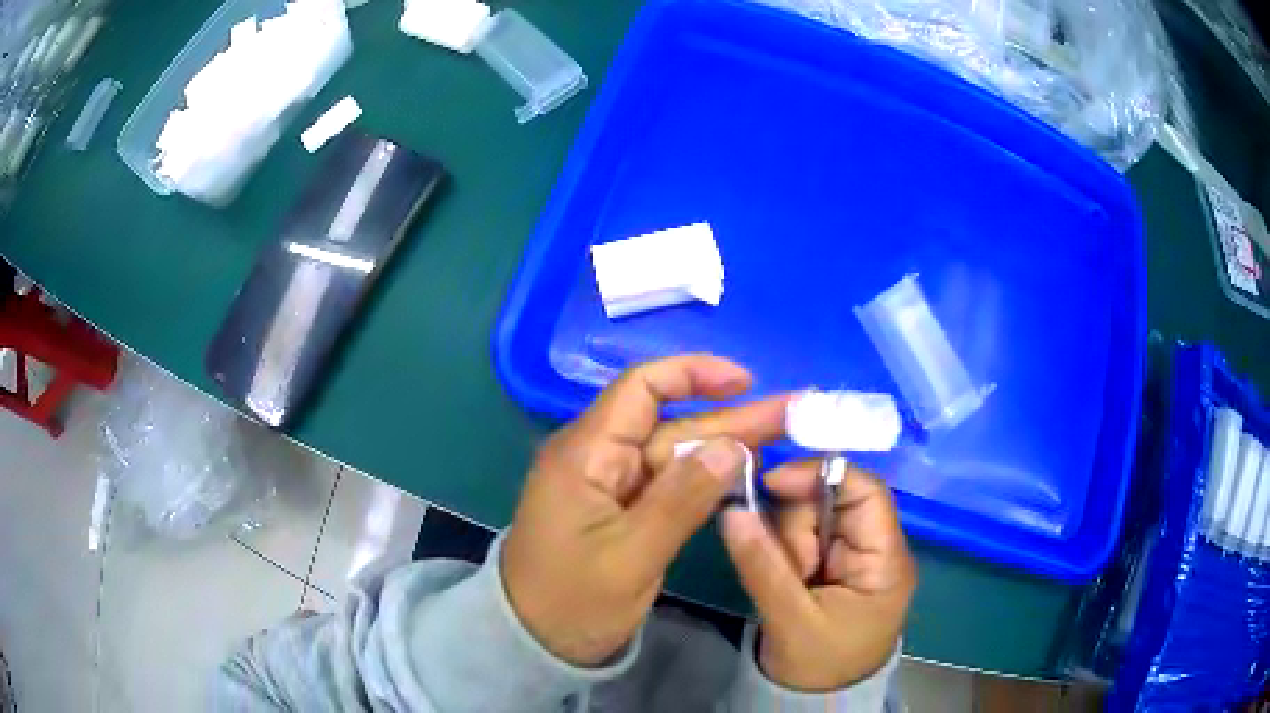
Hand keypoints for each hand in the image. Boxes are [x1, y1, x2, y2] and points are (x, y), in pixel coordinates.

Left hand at [502, 355, 789, 665]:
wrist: (535, 642)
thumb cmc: (573, 601)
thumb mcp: (631, 556)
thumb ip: (682, 499)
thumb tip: (733, 446)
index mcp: (586, 454)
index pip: (641, 389)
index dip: (693, 374)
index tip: (745, 382)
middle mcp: (598, 458)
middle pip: (670, 424)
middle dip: (730, 417)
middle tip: (792, 412)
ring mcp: (611, 485)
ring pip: (674, 454)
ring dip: (725, 445)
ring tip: (782, 433)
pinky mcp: (622, 510)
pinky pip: (668, 483)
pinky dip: (705, 477)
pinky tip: (743, 471)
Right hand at [720, 460, 915, 690]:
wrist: (818, 701)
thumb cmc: (818, 666)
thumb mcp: (789, 620)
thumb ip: (762, 564)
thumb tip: (730, 508)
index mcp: (885, 560)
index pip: (865, 491)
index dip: (820, 475)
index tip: (770, 482)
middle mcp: (876, 549)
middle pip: (834, 500)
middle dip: (797, 525)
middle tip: (786, 567)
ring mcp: (856, 556)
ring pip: (814, 517)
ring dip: (788, 541)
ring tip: (788, 582)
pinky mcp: (836, 565)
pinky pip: (806, 537)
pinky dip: (787, 550)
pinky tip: (786, 576)